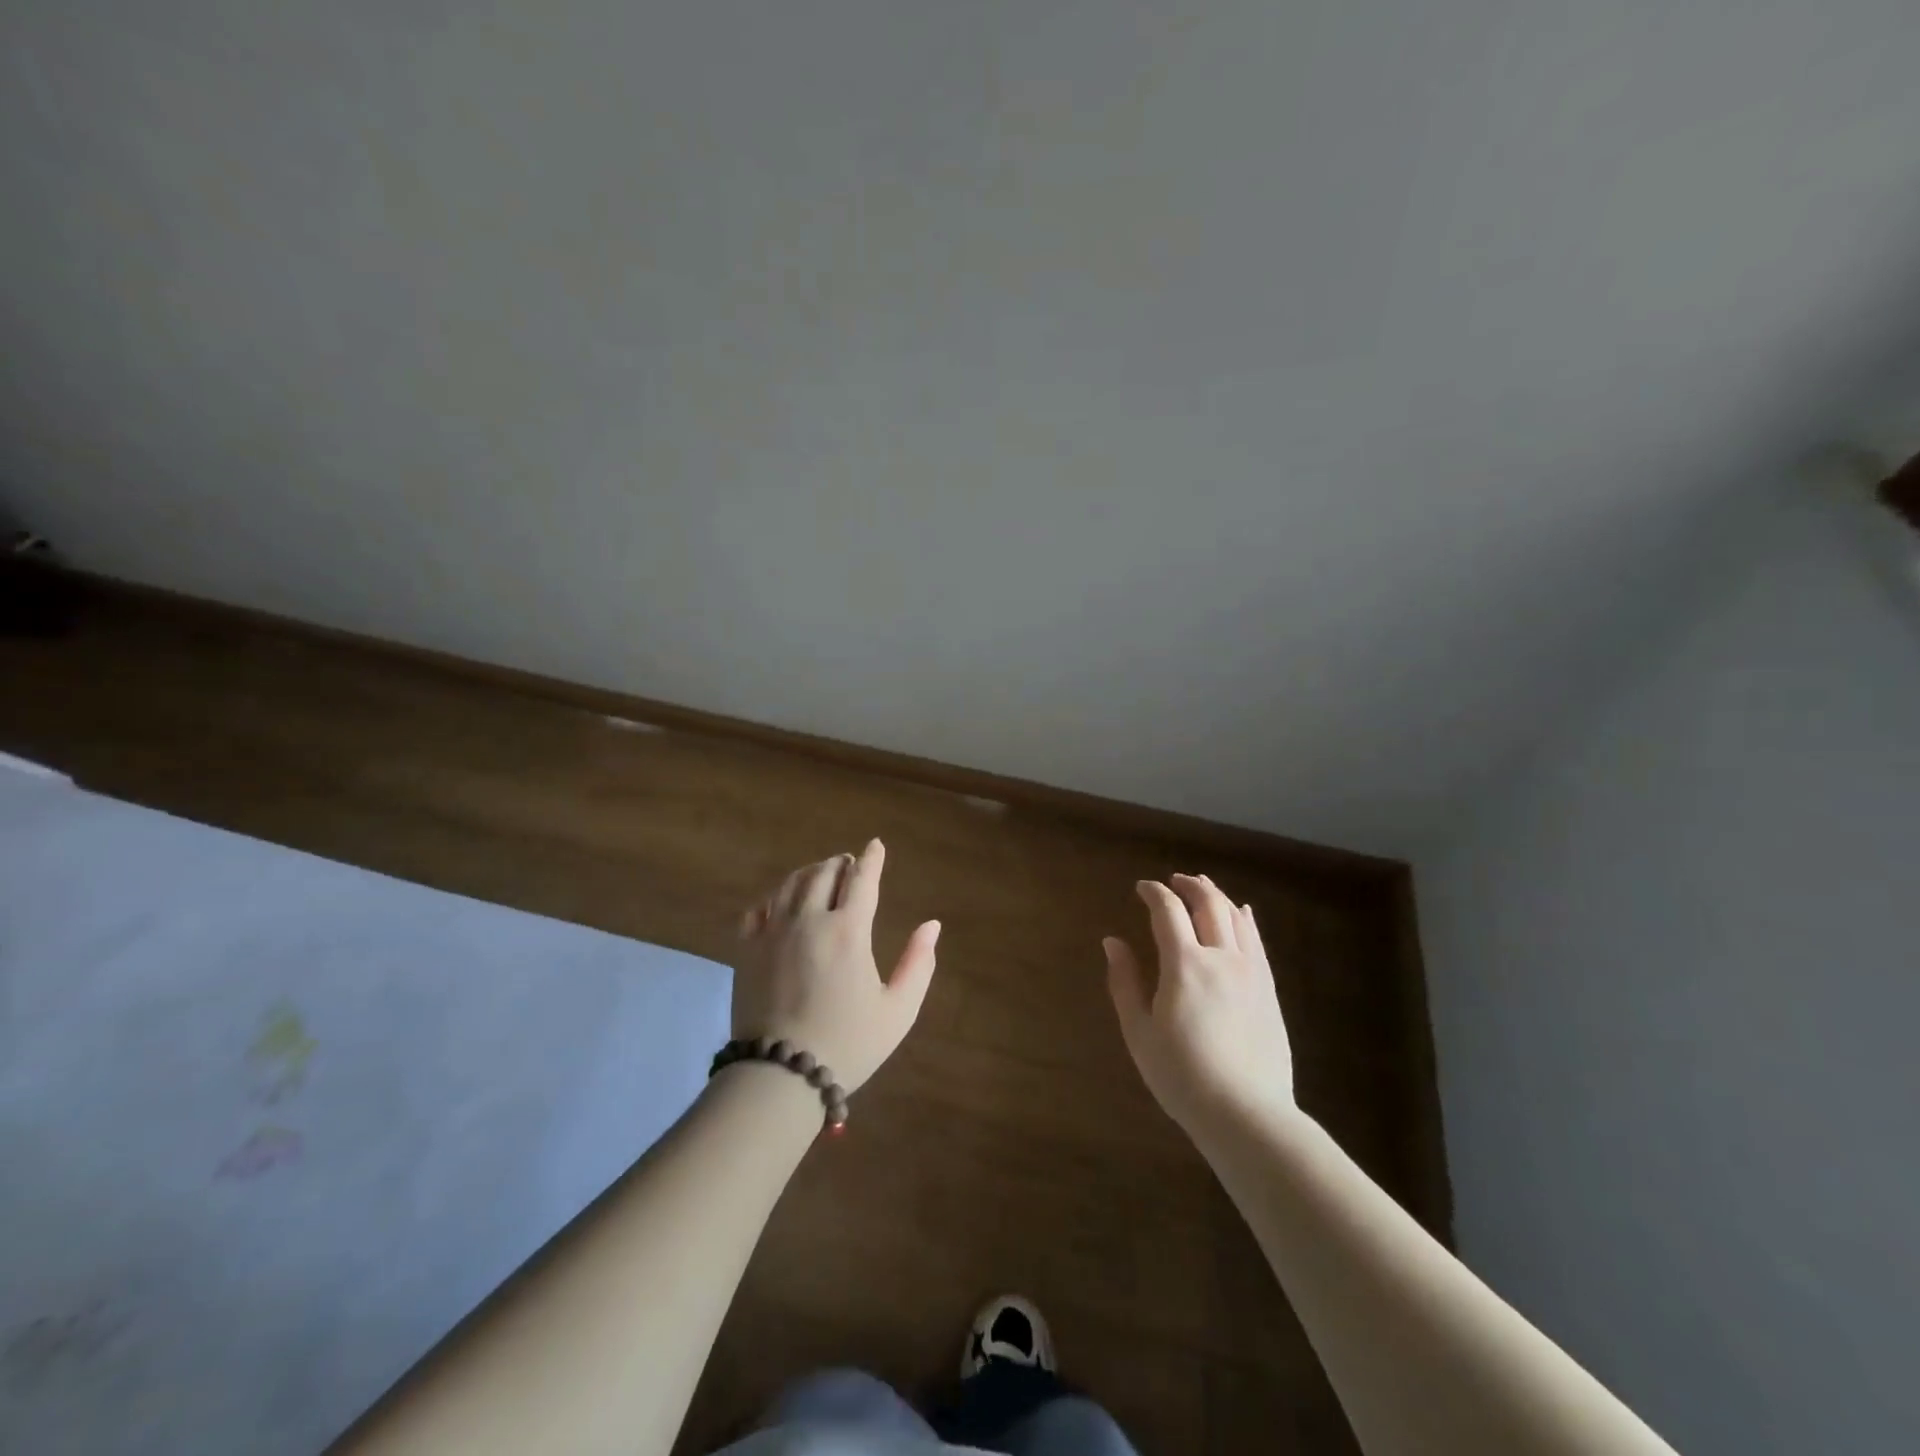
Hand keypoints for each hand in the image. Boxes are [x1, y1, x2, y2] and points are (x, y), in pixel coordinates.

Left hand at [733, 839, 940, 1091]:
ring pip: (790, 884)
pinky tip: (781, 903)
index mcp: (848, 931)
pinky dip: (774, 897)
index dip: (872, 859)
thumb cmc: (848, 1044)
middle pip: (824, 873)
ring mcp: (773, 933)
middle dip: (840, 863)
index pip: (862, 879)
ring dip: (809, 872)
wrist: (780, 1075)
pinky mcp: (746, 949)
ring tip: (819, 874)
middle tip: (848, 864)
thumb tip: (932, 925)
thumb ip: (918, 964)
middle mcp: (809, 920)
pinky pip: (757, 908)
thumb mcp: (897, 1010)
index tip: (876, 845)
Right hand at [1104, 873, 1294, 1134]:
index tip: (1141, 888)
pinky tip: (1242, 913)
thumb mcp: (1139, 1031)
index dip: (1153, 892)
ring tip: (1202, 888)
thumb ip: (1124, 981)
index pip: (1168, 911)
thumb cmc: (1181, 1075)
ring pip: (1235, 917)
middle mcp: (1221, 957)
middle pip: (1207, 903)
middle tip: (1173, 881)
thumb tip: (1112, 941)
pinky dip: (1245, 919)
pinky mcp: (1269, 989)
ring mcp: (1250, 972)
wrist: (1246, 1114)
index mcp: (1184, 964)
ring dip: (1216, 896)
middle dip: (1188, 885)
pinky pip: (1257, 941)